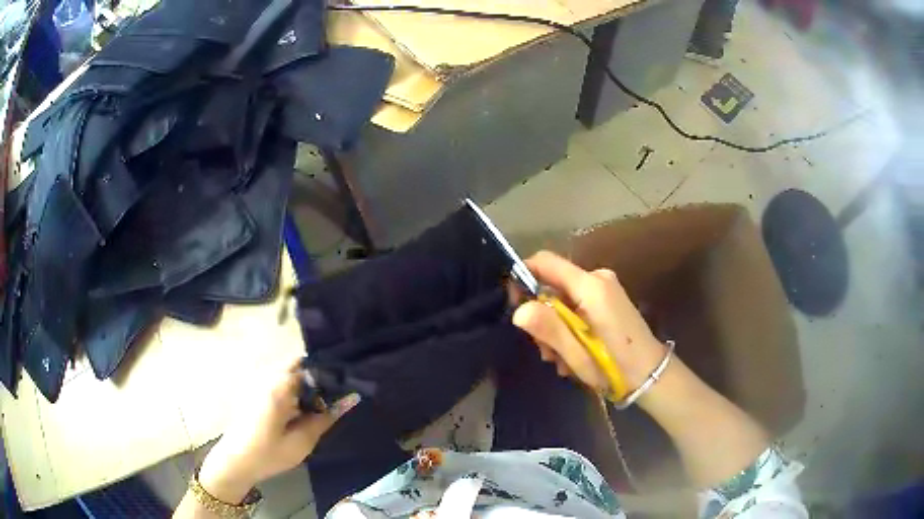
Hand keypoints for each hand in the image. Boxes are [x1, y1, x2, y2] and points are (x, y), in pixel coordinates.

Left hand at [197, 359, 359, 503]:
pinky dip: (292, 388)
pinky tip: (299, 408)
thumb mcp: (303, 440)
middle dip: (317, 378)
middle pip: (299, 364)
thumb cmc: (270, 454)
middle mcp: (267, 375)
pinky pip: (278, 379)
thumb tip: (353, 397)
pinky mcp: (254, 388)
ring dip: (304, 383)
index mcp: (278, 386)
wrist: (236, 462)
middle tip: (333, 398)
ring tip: (318, 405)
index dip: (329, 373)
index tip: (345, 386)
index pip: (311, 365)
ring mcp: (258, 380)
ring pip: (288, 371)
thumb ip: (327, 416)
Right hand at [512, 251, 666, 393]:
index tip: (514, 305)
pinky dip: (569, 326)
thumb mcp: (578, 354)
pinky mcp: (609, 299)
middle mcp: (598, 278)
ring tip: (560, 359)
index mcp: (591, 286)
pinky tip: (573, 352)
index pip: (545, 261)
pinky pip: (577, 304)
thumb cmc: (615, 367)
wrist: (651, 375)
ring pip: (563, 297)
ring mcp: (606, 288)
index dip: (523, 276)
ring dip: (555, 327)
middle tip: (544, 350)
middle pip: (553, 283)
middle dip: (541, 315)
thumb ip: (549, 329)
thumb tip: (518, 310)